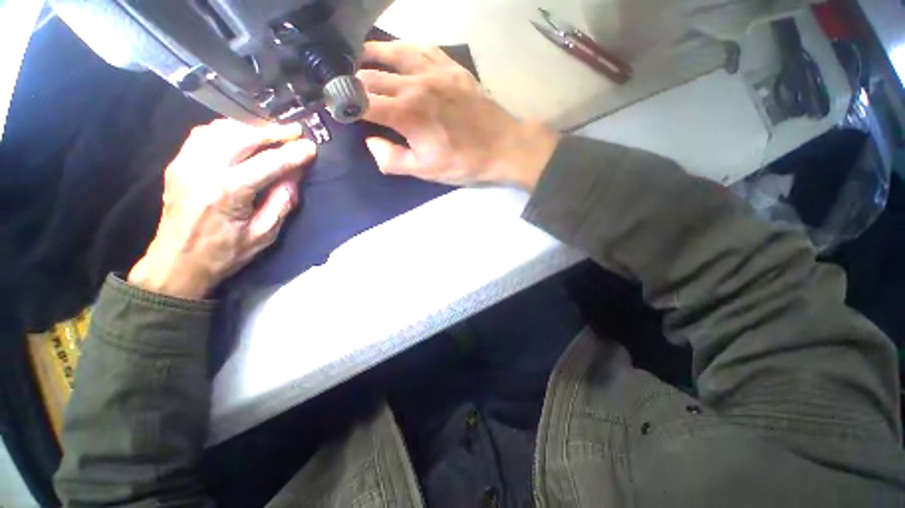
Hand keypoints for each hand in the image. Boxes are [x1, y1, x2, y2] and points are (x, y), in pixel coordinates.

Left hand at [128, 120, 315, 298]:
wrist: (177, 263)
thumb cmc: (225, 253)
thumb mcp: (264, 233)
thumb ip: (282, 201)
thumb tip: (294, 174)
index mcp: (227, 192)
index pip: (268, 163)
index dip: (293, 154)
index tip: (311, 147)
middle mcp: (203, 170)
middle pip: (242, 137)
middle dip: (273, 132)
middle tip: (295, 132)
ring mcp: (185, 163)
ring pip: (221, 130)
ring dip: (250, 128)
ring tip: (271, 134)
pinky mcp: (177, 163)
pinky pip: (204, 134)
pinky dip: (228, 130)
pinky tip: (242, 137)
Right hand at [357, 41, 558, 189]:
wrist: (502, 146)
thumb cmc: (463, 162)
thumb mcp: (425, 171)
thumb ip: (392, 159)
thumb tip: (371, 141)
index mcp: (406, 113)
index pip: (363, 102)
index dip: (344, 104)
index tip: (337, 108)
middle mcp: (415, 84)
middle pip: (372, 76)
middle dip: (354, 84)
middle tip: (348, 91)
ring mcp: (435, 71)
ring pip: (392, 53)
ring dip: (371, 57)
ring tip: (360, 60)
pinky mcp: (451, 67)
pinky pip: (421, 48)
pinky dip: (402, 48)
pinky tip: (397, 51)